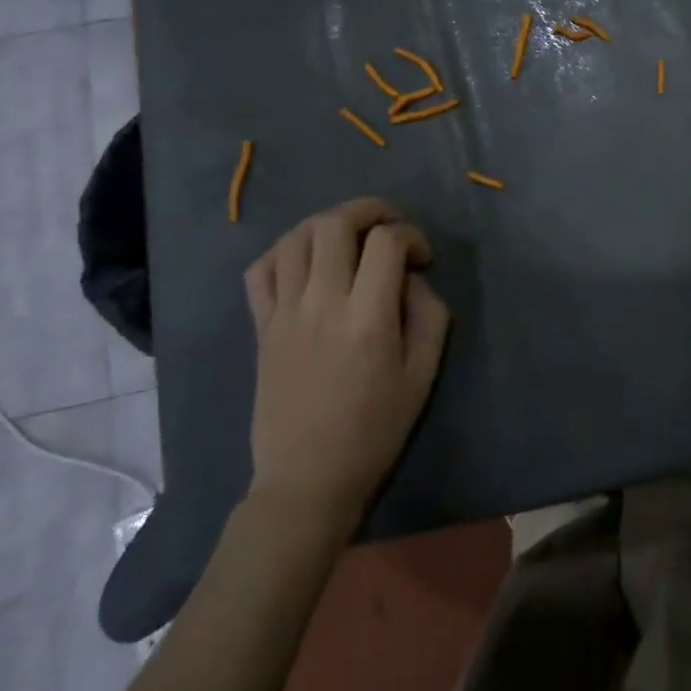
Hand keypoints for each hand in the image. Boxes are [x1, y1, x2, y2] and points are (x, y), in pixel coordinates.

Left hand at [242, 197, 450, 525]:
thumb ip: (429, 315)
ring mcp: (284, 313)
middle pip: (336, 223)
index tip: (422, 260)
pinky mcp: (261, 327)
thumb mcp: (422, 376)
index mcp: (367, 317)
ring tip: (349, 238)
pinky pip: (260, 269)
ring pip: (296, 237)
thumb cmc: (373, 430)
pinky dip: (284, 252)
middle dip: (370, 209)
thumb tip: (412, 279)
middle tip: (389, 226)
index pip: (387, 241)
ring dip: (328, 224)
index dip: (412, 236)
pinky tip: (306, 262)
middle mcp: (322, 303)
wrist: (307, 480)